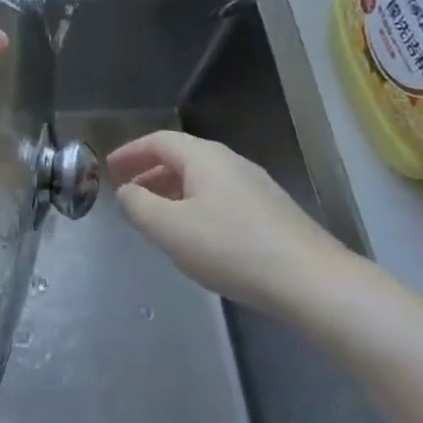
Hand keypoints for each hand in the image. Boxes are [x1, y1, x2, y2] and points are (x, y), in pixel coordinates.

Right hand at [108, 130, 364, 314]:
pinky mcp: (272, 213)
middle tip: (128, 193)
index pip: (158, 141)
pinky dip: (196, 207)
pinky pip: (220, 198)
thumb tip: (126, 192)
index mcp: (204, 157)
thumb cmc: (232, 248)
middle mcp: (231, 163)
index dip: (130, 152)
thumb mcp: (169, 229)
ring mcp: (256, 187)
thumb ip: (138, 206)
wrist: (313, 282)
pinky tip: (196, 237)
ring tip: (156, 218)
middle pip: (181, 157)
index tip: (109, 169)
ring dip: (172, 192)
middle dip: (150, 173)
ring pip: (202, 180)